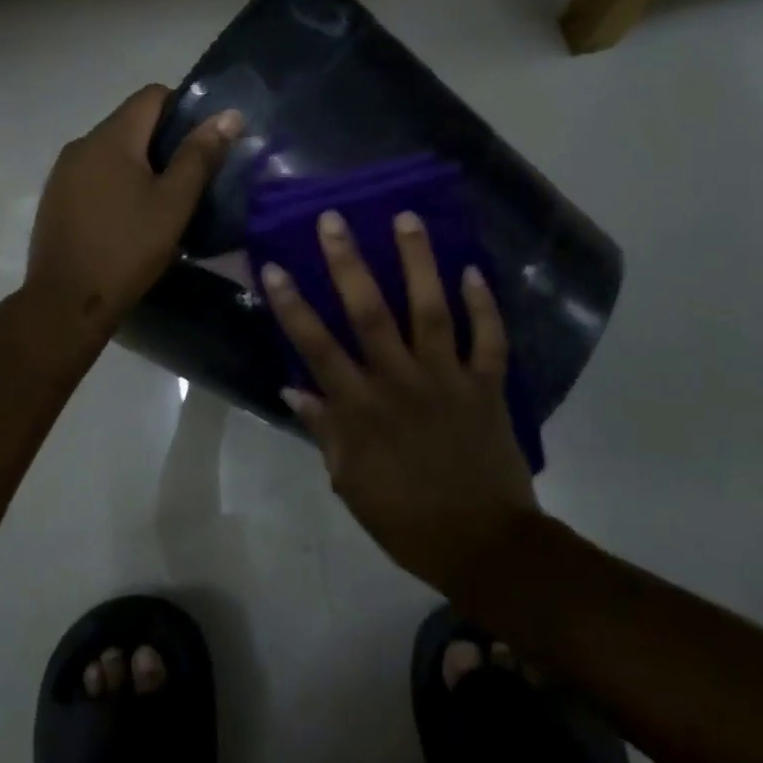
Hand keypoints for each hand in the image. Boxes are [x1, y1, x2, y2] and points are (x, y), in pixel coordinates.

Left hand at [26, 85, 240, 331]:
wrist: (66, 302)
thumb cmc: (127, 249)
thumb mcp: (173, 203)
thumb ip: (200, 155)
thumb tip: (229, 114)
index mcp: (111, 137)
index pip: (152, 95)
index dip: (183, 108)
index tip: (203, 143)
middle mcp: (81, 144)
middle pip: (130, 122)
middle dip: (163, 140)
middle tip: (190, 177)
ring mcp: (62, 172)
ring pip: (111, 150)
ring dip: (139, 163)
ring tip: (162, 200)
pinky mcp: (54, 198)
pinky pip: (93, 174)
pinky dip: (116, 182)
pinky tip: (128, 217)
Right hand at [261, 209, 539, 594]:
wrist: (483, 545)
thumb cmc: (407, 519)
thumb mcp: (350, 482)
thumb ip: (324, 430)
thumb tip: (292, 387)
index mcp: (360, 408)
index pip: (317, 347)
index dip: (292, 305)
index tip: (274, 266)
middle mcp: (399, 382)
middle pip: (370, 313)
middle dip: (348, 263)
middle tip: (335, 219)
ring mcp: (446, 379)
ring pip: (431, 310)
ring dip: (418, 262)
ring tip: (407, 218)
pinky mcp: (486, 386)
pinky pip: (489, 338)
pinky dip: (484, 304)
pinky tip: (473, 269)